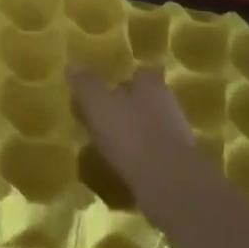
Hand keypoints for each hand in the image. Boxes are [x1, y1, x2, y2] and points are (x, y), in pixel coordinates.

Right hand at [67, 67, 202, 209]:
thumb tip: (71, 64)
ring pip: (149, 126)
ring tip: (107, 143)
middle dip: (126, 106)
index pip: (138, 73)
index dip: (122, 79)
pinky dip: (139, 155)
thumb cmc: (130, 134)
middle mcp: (167, 104)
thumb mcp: (98, 105)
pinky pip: (152, 152)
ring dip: (132, 132)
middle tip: (101, 116)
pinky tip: (121, 164)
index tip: (105, 89)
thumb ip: (85, 85)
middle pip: (144, 99)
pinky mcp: (176, 162)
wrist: (168, 183)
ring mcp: (175, 134)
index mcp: (151, 85)